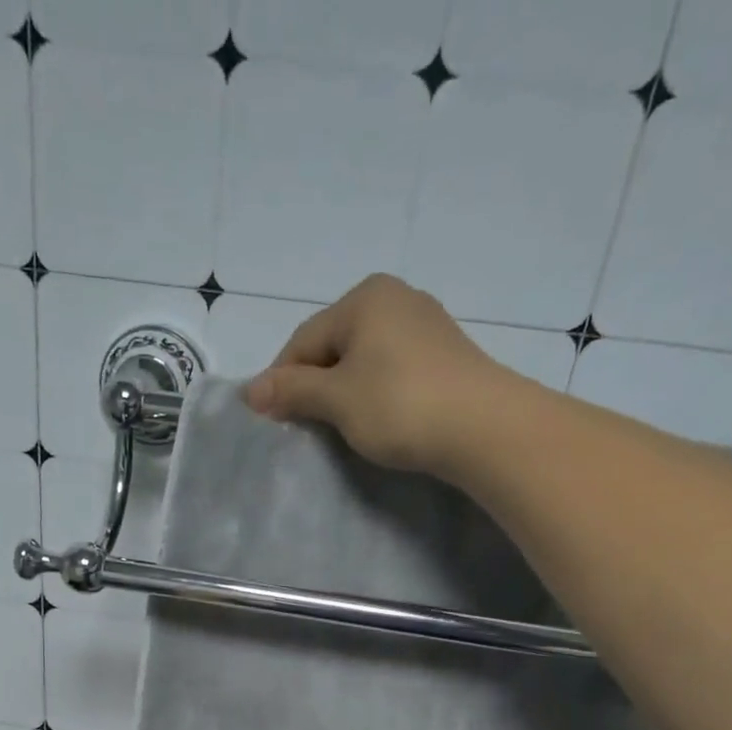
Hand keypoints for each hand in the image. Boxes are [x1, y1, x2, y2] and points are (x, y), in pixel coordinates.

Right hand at [244, 274, 509, 478]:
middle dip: (313, 386)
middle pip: (334, 346)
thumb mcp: (337, 399)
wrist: (483, 428)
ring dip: (343, 393)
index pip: (303, 340)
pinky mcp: (445, 356)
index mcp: (365, 298)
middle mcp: (396, 299)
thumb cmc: (400, 405)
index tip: (269, 419)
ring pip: (364, 360)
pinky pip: (392, 371)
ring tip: (339, 428)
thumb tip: (248, 391)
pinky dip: (374, 394)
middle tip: (303, 427)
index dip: (280, 381)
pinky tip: (377, 420)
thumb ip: (292, 391)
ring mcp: (426, 325)